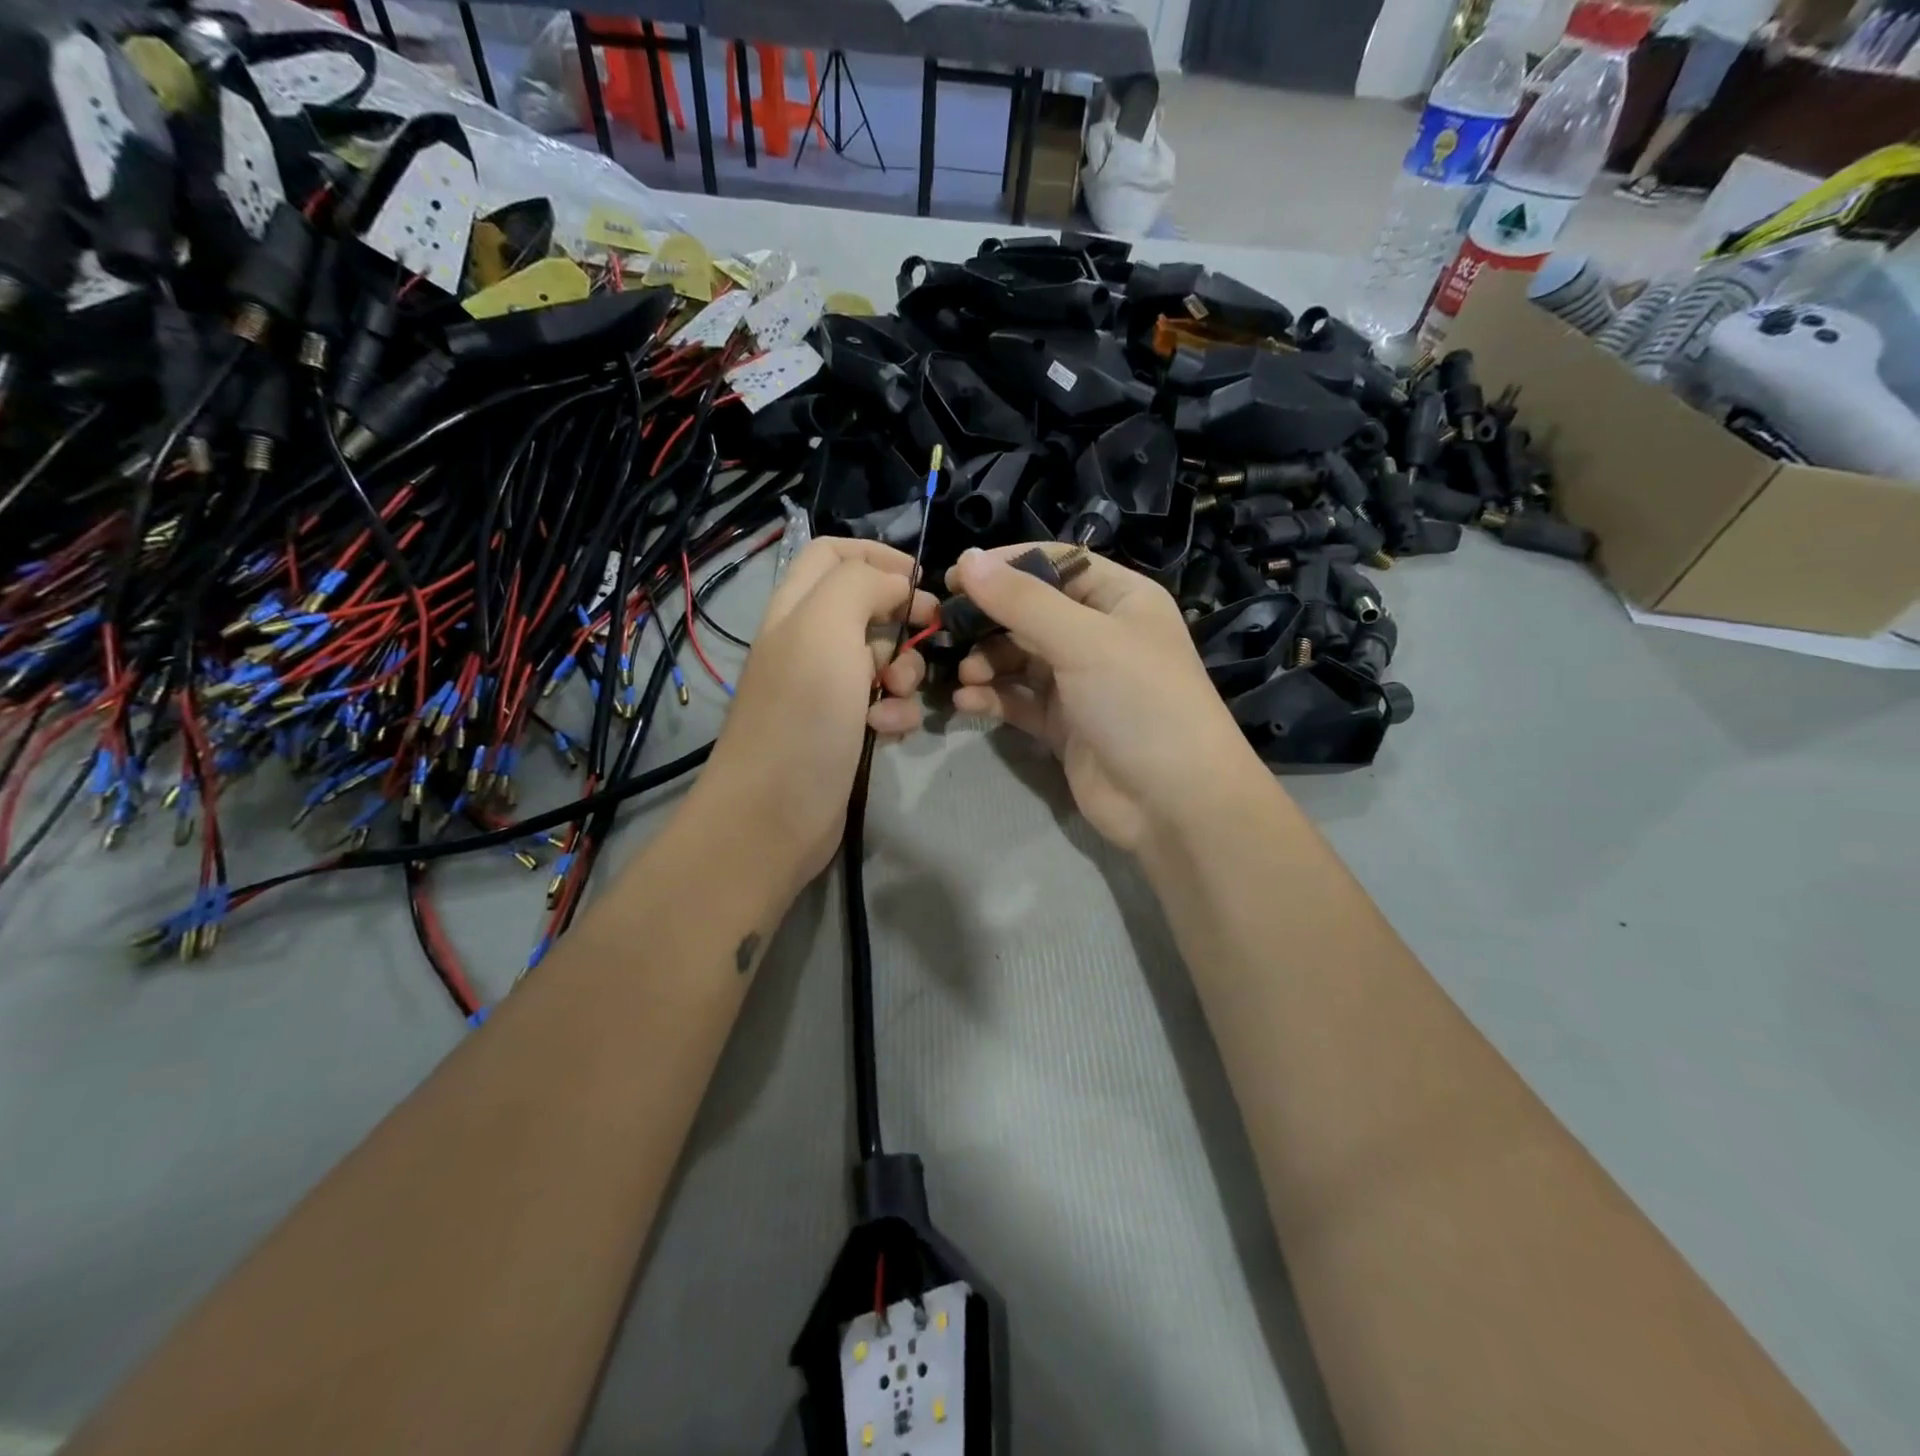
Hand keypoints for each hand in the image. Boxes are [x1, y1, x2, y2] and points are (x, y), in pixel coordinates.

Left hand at [691, 537, 934, 886]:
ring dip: (904, 671)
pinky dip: (894, 711)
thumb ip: (860, 586)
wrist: (773, 817)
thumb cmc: (801, 717)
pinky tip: (888, 730)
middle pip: (866, 605)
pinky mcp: (842, 729)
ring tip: (898, 696)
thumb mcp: (826, 631)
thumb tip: (896, 585)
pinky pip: (882, 703)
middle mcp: (807, 642)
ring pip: (881, 658)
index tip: (922, 581)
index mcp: (795, 608)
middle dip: (901, 619)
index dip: (879, 556)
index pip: (833, 553)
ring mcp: (824, 689)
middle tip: (927, 636)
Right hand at [947, 546, 1269, 851]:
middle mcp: (1099, 635)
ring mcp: (1080, 682)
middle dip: (989, 619)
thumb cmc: (1139, 702)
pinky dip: (993, 697)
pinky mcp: (1063, 724)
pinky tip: (967, 701)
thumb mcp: (1084, 640)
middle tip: (946, 628)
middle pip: (1031, 612)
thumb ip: (1022, 601)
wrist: (1174, 802)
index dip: (1006, 564)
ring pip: (1020, 658)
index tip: (955, 575)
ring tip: (966, 674)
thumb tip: (967, 560)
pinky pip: (1018, 700)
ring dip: (987, 661)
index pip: (1056, 564)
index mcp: (1120, 599)